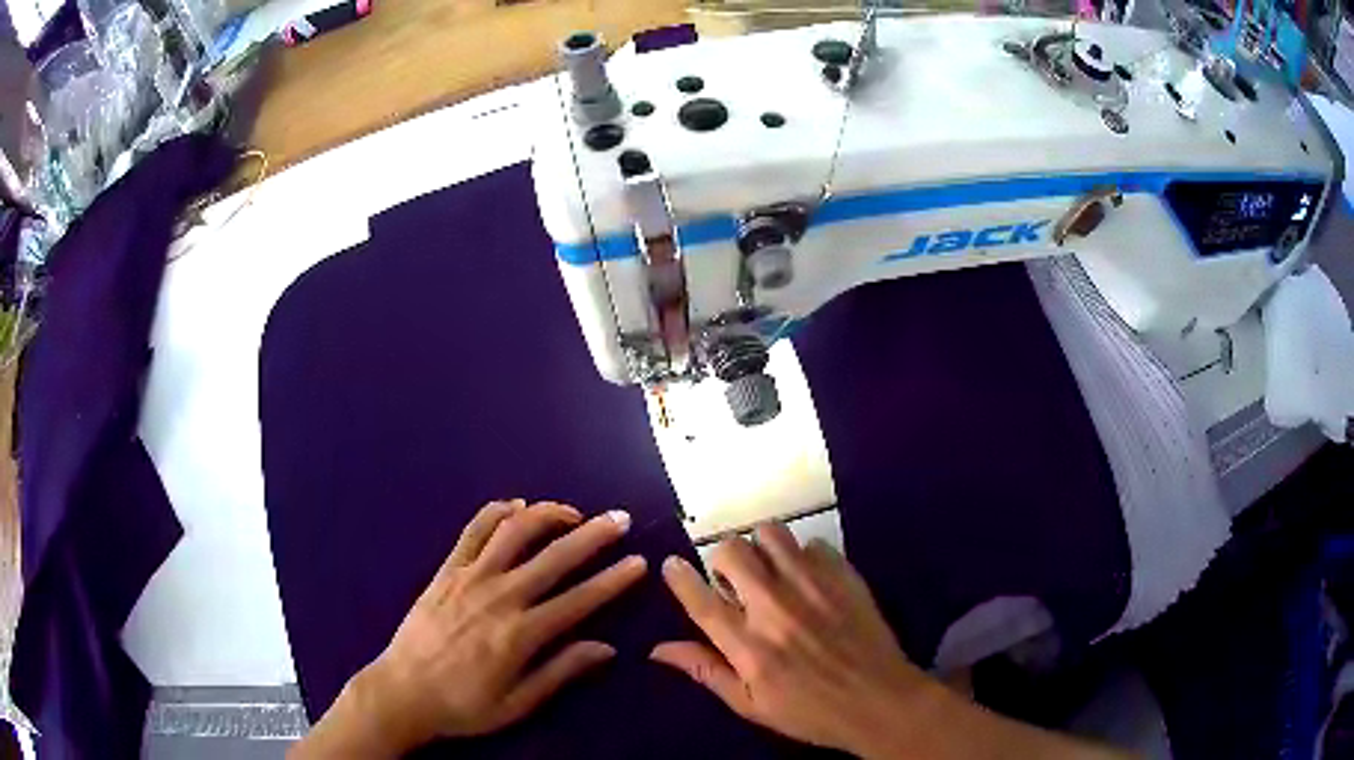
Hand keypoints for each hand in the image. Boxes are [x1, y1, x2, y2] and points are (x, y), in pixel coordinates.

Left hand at [292, 500, 645, 757]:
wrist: (403, 691)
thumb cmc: (464, 705)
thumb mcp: (518, 703)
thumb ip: (562, 672)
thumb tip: (606, 648)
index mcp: (521, 634)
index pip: (579, 599)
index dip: (613, 579)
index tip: (638, 561)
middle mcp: (499, 597)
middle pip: (554, 556)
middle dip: (593, 535)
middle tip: (620, 519)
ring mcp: (469, 578)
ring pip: (514, 532)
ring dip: (547, 515)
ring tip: (573, 511)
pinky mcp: (446, 570)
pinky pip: (472, 531)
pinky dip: (496, 512)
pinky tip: (515, 506)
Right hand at [651, 522, 936, 755]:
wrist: (880, 700)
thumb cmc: (810, 712)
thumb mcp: (750, 705)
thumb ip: (706, 671)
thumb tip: (658, 649)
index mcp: (748, 646)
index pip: (700, 601)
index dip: (678, 577)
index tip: (671, 564)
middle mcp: (776, 608)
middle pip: (731, 552)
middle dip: (722, 559)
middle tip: (732, 578)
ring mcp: (813, 586)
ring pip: (771, 534)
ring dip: (760, 547)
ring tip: (768, 569)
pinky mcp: (844, 576)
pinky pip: (813, 543)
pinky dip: (803, 556)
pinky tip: (809, 579)